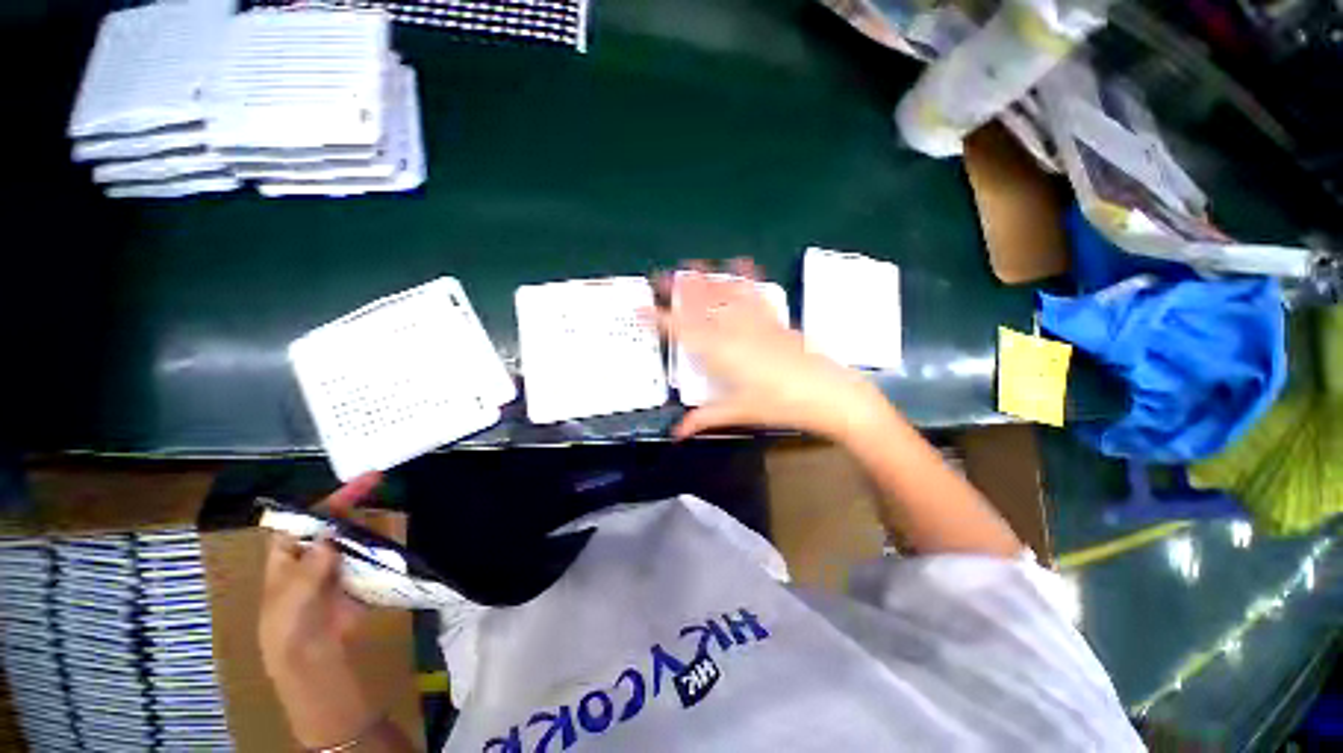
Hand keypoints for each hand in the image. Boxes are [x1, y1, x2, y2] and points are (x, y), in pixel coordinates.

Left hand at [259, 472, 383, 747]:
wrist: (315, 666)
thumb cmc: (290, 632)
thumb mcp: (291, 601)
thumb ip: (310, 567)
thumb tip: (331, 534)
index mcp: (287, 558)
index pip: (303, 520)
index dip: (328, 499)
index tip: (358, 482)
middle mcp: (311, 557)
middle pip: (331, 522)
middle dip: (352, 501)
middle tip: (380, 481)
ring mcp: (335, 568)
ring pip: (352, 536)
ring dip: (368, 520)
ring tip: (389, 502)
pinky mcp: (356, 579)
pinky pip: (369, 555)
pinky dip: (381, 543)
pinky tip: (394, 534)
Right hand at [652, 260, 889, 439]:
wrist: (828, 393)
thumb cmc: (779, 405)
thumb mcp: (739, 412)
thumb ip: (704, 418)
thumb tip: (677, 433)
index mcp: (720, 353)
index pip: (682, 332)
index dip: (658, 318)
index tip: (639, 307)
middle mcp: (733, 331)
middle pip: (701, 305)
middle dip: (678, 289)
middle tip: (660, 276)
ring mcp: (755, 322)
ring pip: (725, 294)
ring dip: (706, 278)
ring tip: (691, 265)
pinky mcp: (774, 320)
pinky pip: (756, 295)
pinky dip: (746, 277)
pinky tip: (740, 263)